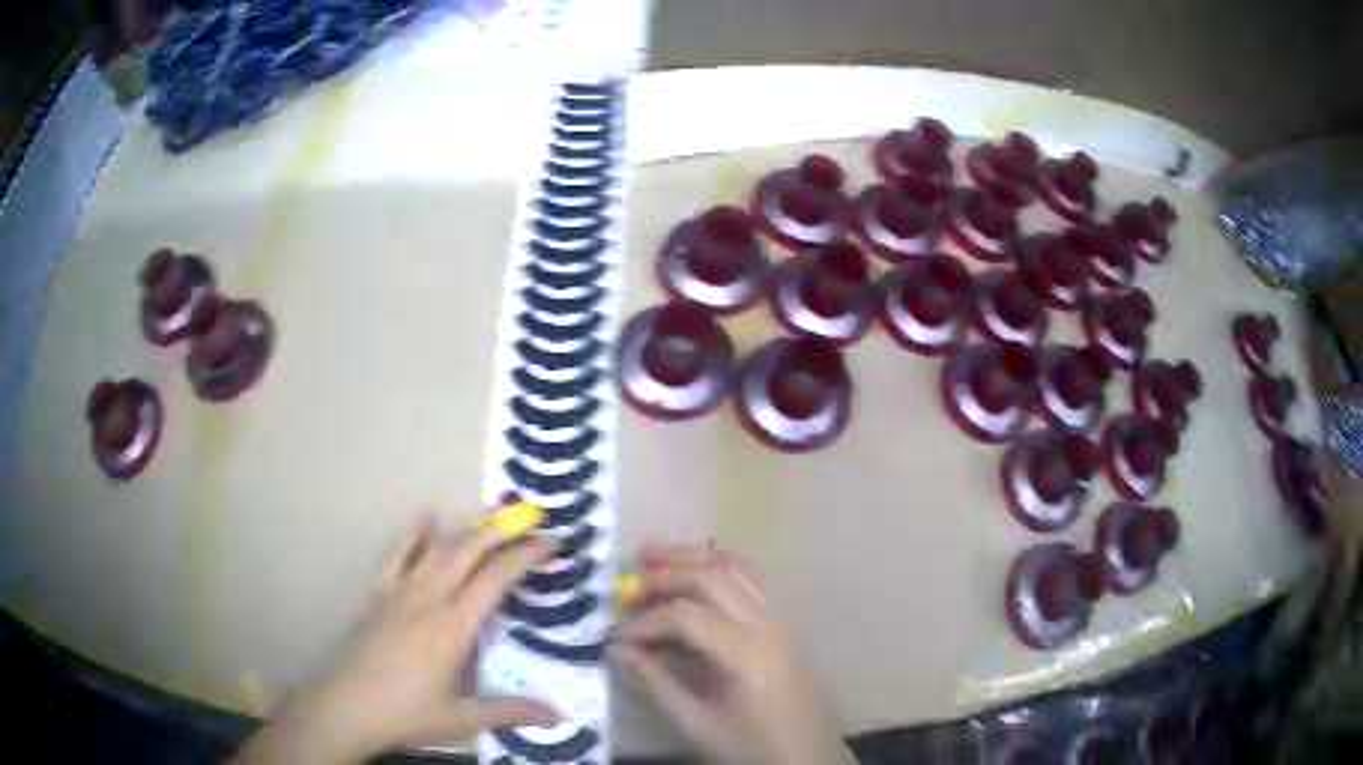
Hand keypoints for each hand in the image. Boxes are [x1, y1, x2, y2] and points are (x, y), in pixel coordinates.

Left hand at [231, 509, 557, 763]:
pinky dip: (413, 532)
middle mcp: (427, 599)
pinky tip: (425, 514)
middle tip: (529, 517)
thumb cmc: (407, 714)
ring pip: (437, 549)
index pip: (495, 580)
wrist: (346, 706)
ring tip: (491, 514)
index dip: (524, 557)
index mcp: (452, 628)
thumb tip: (559, 714)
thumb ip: (510, 711)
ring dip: (466, 528)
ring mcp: (399, 592)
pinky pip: (397, 555)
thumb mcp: (463, 719)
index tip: (550, 543)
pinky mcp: (378, 594)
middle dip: (500, 530)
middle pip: (466, 552)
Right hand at [610, 546, 853, 764]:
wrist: (807, 759)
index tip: (612, 636)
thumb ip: (655, 683)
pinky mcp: (785, 626)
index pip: (685, 616)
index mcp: (746, 652)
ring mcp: (781, 621)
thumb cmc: (751, 748)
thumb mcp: (697, 724)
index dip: (643, 622)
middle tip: (627, 581)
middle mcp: (767, 624)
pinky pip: (753, 581)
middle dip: (667, 574)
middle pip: (713, 577)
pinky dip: (721, 568)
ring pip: (737, 569)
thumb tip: (616, 649)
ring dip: (694, 560)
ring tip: (655, 558)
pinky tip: (698, 573)